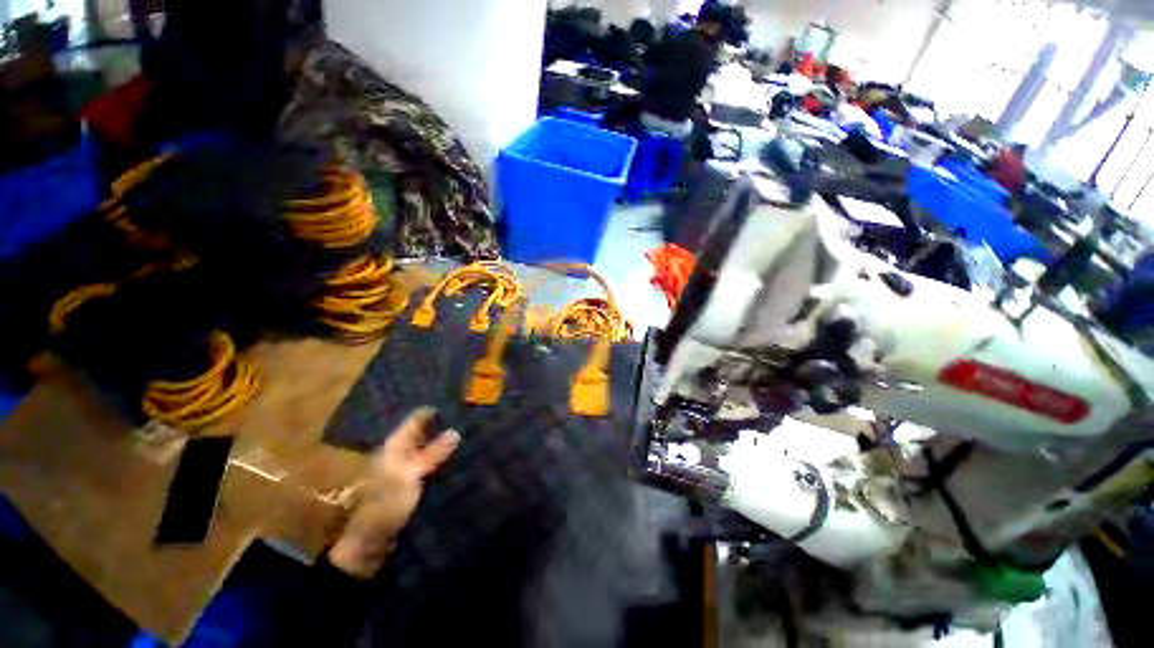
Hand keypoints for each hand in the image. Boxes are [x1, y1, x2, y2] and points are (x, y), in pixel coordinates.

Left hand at [328, 407, 459, 578]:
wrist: (371, 546)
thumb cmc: (385, 505)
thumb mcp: (409, 476)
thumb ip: (432, 453)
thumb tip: (455, 431)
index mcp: (394, 446)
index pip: (416, 419)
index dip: (435, 409)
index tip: (459, 401)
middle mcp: (401, 454)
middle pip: (425, 433)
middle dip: (445, 425)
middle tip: (472, 418)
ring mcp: (408, 471)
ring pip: (431, 450)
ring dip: (448, 444)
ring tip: (474, 435)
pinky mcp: (416, 486)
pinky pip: (434, 467)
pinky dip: (446, 462)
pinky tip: (464, 459)